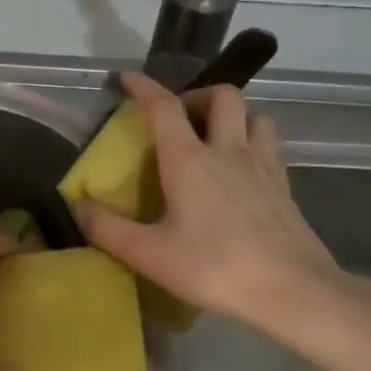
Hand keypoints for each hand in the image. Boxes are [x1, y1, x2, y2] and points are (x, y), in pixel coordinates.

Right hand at [74, 71, 348, 340]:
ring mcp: (263, 166)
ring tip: (214, 139)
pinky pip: (269, 146)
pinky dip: (252, 143)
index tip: (128, 79)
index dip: (144, 87)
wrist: (293, 291)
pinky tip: (241, 172)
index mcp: (190, 160)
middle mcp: (229, 151)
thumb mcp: (149, 254)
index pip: (164, 107)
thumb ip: (107, 228)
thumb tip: (77, 205)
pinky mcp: (285, 187)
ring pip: (254, 116)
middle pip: (222, 96)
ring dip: (232, 117)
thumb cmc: (215, 268)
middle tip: (179, 119)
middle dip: (197, 95)